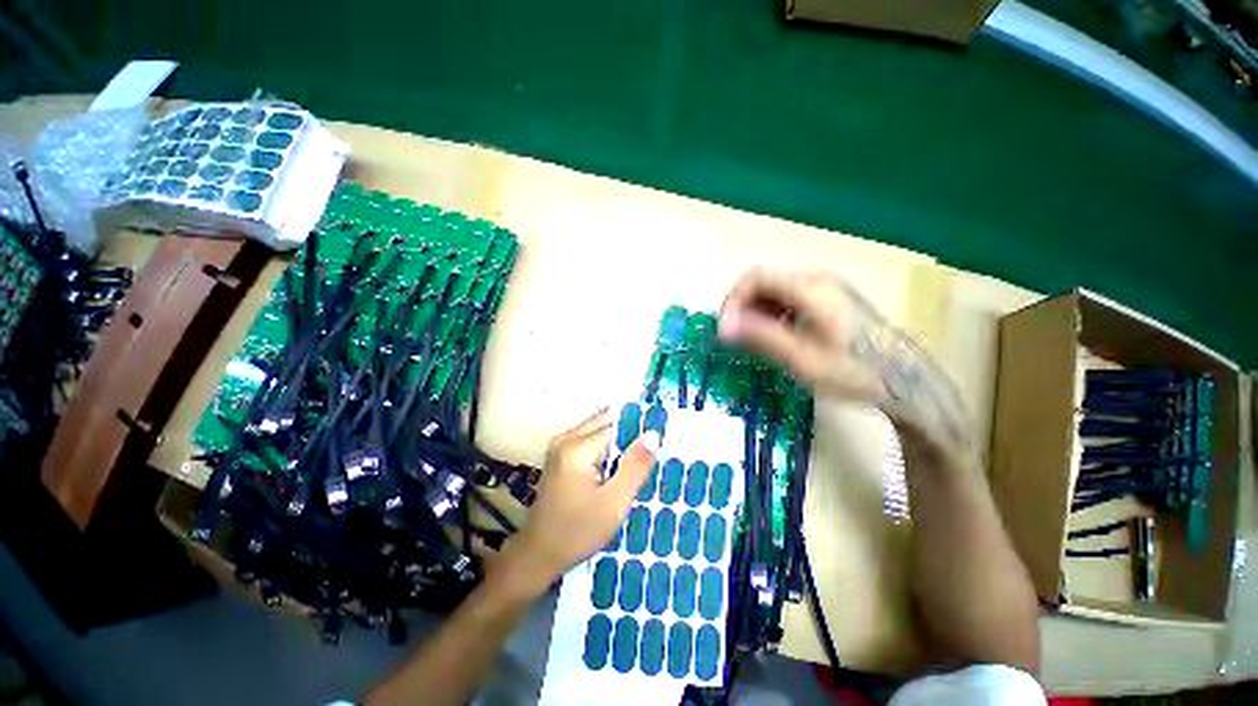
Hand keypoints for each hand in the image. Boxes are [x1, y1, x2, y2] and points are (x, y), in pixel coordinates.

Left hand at [492, 409, 659, 596]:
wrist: (538, 555)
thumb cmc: (577, 533)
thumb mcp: (613, 504)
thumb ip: (634, 467)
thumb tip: (653, 434)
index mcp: (577, 448)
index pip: (617, 425)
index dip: (639, 433)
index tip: (660, 443)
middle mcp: (566, 438)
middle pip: (606, 422)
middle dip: (629, 434)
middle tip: (650, 454)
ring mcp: (560, 445)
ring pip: (599, 430)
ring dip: (618, 442)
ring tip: (636, 462)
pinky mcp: (560, 454)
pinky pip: (590, 439)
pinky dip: (607, 448)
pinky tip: (618, 467)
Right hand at [718, 269, 971, 455]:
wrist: (905, 380)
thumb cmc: (853, 371)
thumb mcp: (802, 359)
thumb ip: (761, 337)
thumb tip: (724, 326)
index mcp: (809, 288)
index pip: (754, 277)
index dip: (732, 300)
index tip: (725, 329)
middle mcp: (816, 278)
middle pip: (763, 281)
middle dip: (743, 308)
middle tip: (737, 338)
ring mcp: (826, 286)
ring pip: (775, 289)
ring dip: (756, 311)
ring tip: (755, 341)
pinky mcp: (830, 298)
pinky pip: (789, 297)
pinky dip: (773, 313)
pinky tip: (778, 335)